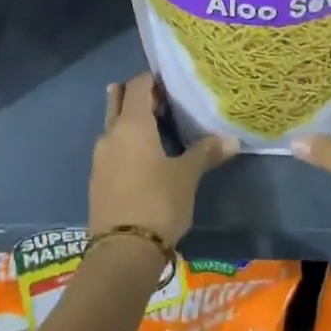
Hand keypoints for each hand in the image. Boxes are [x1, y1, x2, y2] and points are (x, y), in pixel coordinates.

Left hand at [89, 73, 235, 245]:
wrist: (122, 252)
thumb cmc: (158, 202)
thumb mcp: (187, 176)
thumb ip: (206, 153)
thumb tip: (232, 139)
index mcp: (132, 124)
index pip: (138, 85)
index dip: (153, 79)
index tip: (172, 82)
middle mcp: (111, 134)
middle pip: (119, 100)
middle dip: (139, 96)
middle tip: (164, 101)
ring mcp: (100, 157)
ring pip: (114, 126)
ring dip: (132, 122)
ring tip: (158, 128)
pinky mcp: (98, 180)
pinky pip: (112, 149)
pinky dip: (127, 144)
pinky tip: (145, 158)